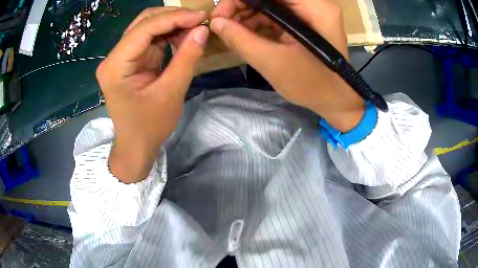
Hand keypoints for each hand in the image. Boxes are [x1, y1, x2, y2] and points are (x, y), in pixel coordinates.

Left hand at [96, 8, 208, 182]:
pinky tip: (183, 36)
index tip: (200, 16)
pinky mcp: (130, 61)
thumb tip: (202, 30)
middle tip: (198, 20)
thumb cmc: (149, 127)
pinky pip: (150, 39)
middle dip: (172, 17)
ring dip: (171, 24)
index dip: (174, 18)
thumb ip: (187, 58)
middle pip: (143, 22)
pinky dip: (168, 35)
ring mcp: (121, 57)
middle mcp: (114, 57)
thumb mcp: (171, 93)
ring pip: (147, 27)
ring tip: (194, 27)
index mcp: (116, 66)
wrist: (136, 145)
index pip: (144, 29)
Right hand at [210, 0, 364, 131]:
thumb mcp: (271, 62)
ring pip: (273, 1)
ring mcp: (313, 10)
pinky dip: (259, 19)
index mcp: (314, 7)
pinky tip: (245, 31)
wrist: (336, 99)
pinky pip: (279, 11)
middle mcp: (316, 2)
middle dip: (242, 4)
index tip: (220, 13)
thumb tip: (216, 22)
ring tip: (231, 28)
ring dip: (248, 12)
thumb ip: (240, 39)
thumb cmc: (310, 85)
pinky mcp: (308, 19)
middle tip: (222, 21)